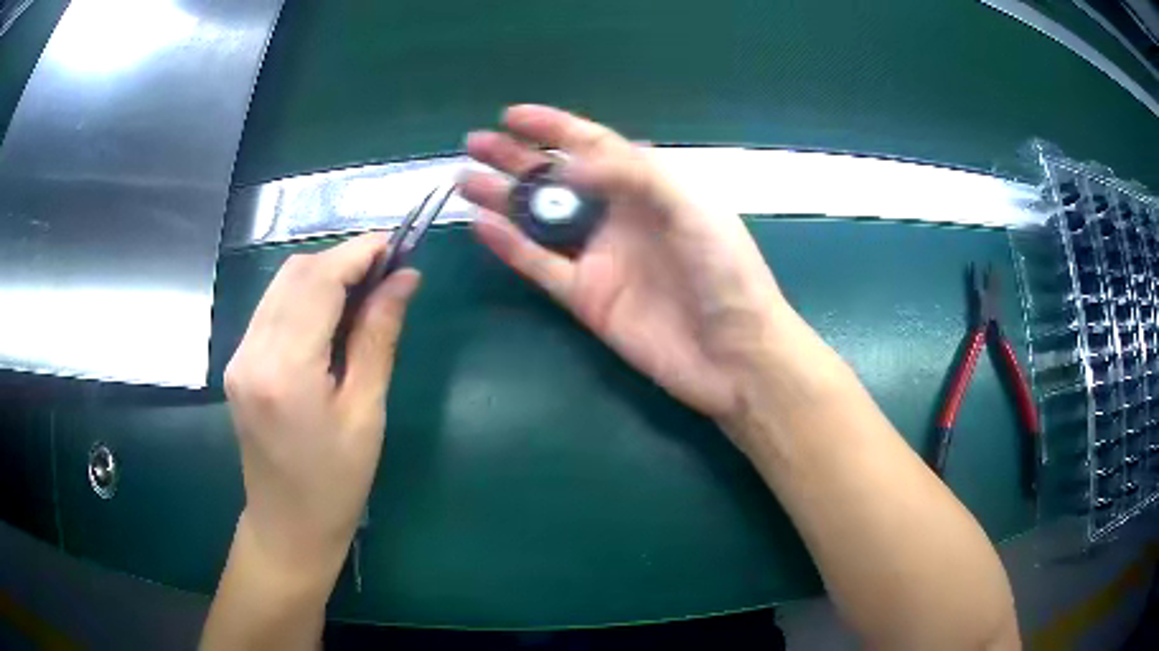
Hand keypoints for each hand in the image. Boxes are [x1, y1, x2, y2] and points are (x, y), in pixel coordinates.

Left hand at [224, 234, 420, 579]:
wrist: (287, 526)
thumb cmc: (337, 483)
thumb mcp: (366, 412)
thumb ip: (378, 337)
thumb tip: (404, 279)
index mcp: (286, 369)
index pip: (318, 281)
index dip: (358, 253)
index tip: (396, 245)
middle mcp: (252, 351)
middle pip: (294, 273)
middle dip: (341, 260)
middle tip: (385, 272)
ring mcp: (239, 356)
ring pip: (280, 286)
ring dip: (322, 276)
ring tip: (363, 292)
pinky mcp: (238, 363)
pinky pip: (271, 309)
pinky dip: (303, 298)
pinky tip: (330, 317)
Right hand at [460, 105, 797, 422]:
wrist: (735, 354)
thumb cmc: (725, 272)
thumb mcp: (691, 207)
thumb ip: (634, 176)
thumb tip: (571, 165)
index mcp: (650, 187)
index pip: (593, 145)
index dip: (553, 127)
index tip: (512, 116)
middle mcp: (619, 217)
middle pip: (558, 179)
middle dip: (517, 158)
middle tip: (474, 144)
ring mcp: (600, 259)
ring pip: (541, 221)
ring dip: (504, 199)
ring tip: (465, 180)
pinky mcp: (586, 299)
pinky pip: (540, 266)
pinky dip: (511, 247)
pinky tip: (482, 225)